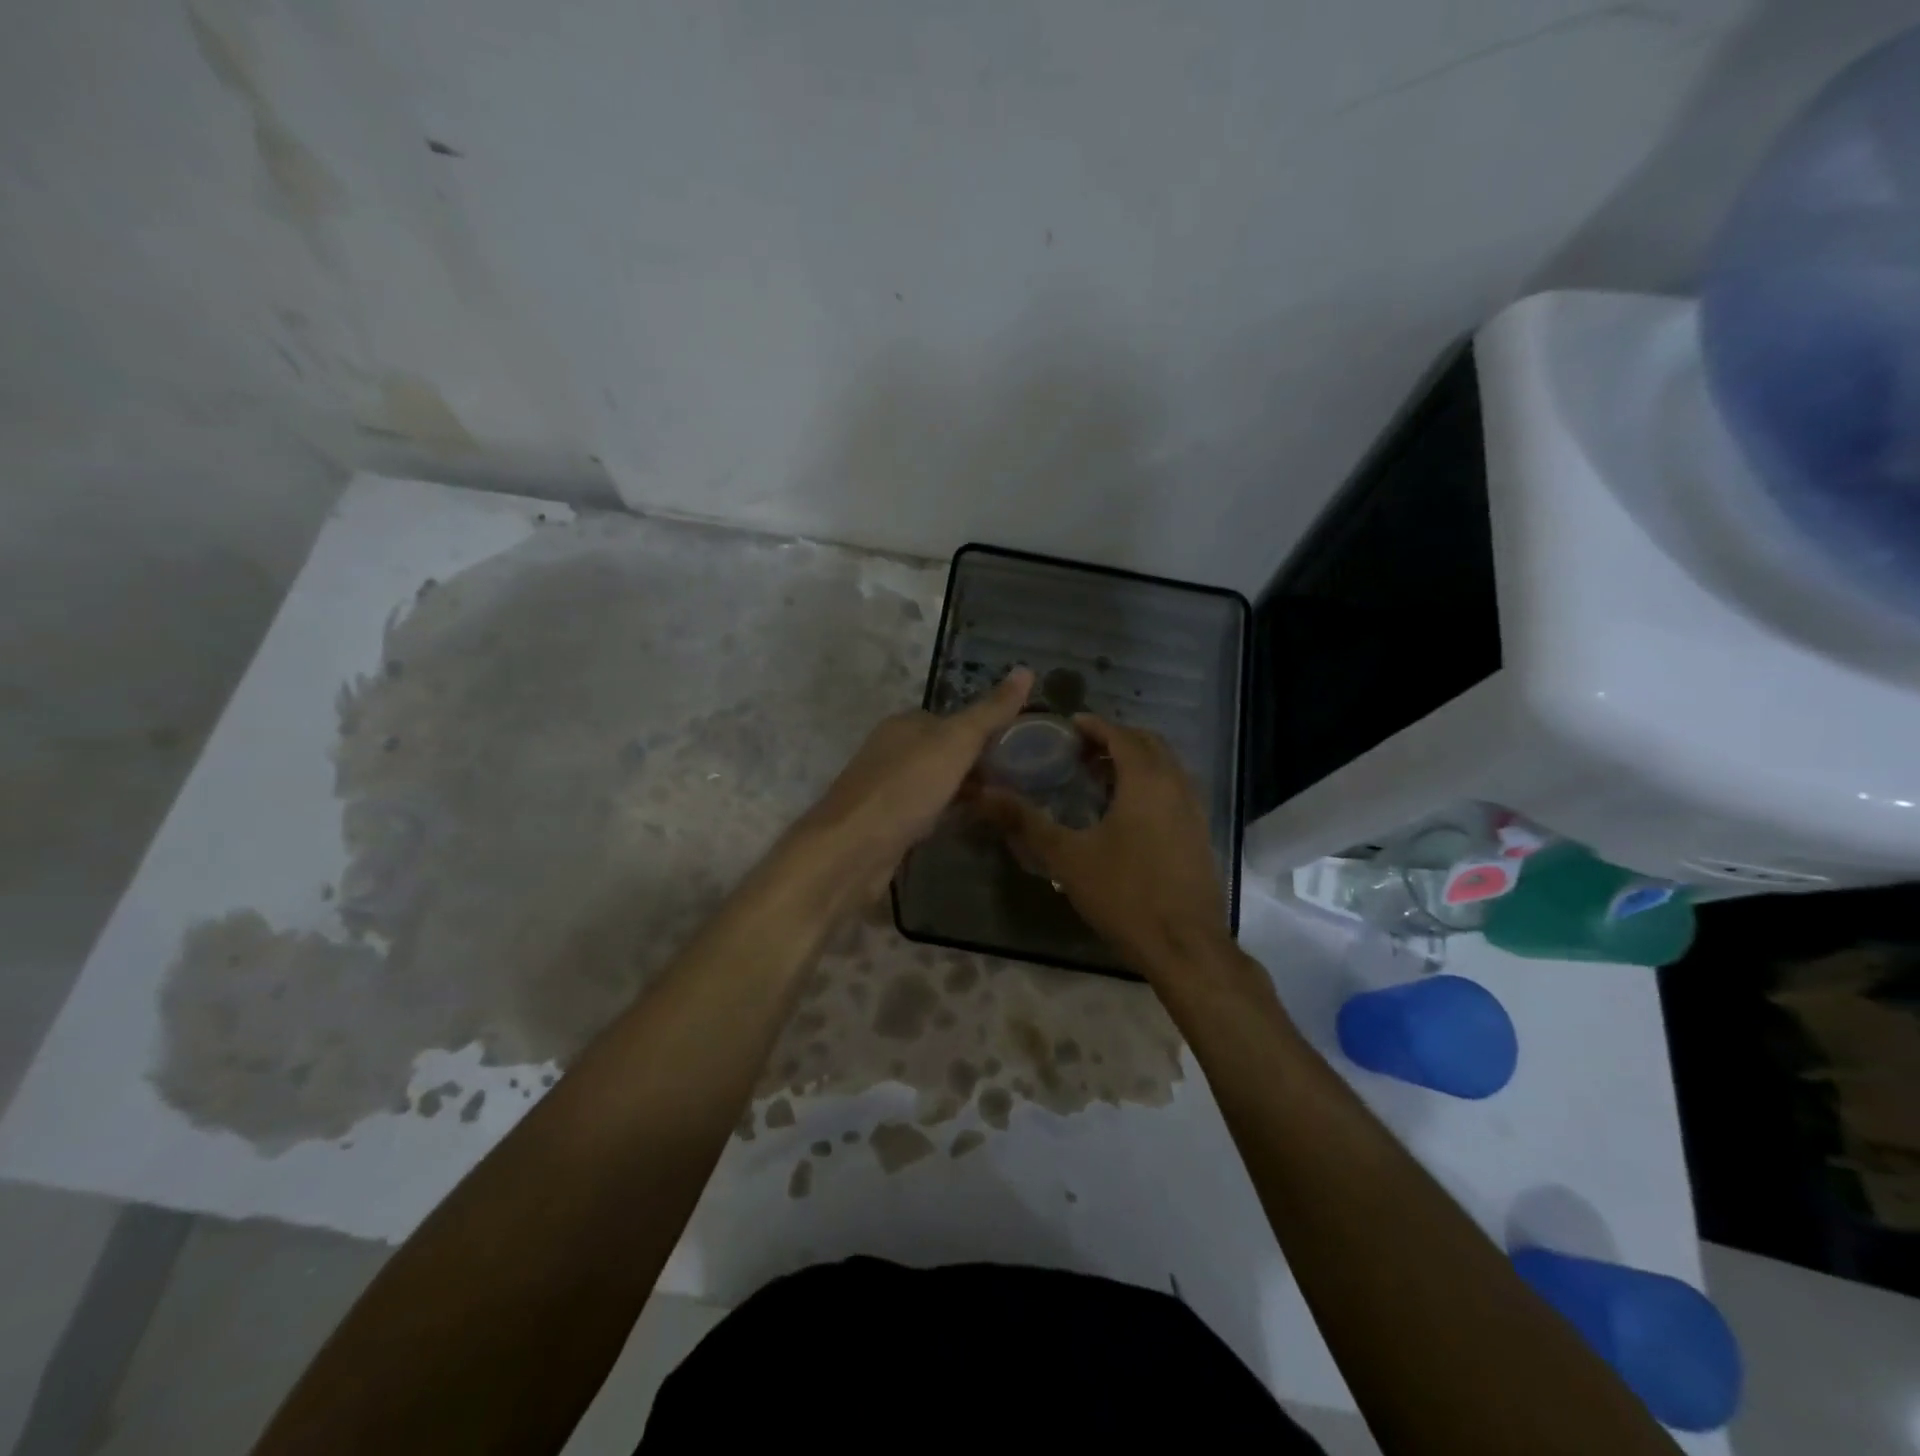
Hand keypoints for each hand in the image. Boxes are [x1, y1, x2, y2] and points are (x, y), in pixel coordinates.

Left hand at [801, 668, 1034, 890]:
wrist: (853, 848)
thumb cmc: (907, 787)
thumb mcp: (956, 742)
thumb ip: (991, 711)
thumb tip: (1026, 670)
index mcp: (905, 724)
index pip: (952, 719)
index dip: (985, 731)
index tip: (1018, 749)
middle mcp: (891, 750)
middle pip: (943, 752)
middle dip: (975, 764)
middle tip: (1017, 781)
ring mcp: (885, 788)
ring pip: (934, 783)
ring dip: (962, 791)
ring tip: (1000, 805)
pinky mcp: (884, 823)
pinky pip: (924, 812)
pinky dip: (945, 815)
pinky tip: (965, 826)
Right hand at [981, 716, 1231, 978]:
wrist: (1184, 945)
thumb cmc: (1125, 894)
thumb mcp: (1067, 858)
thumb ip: (1026, 822)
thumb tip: (985, 794)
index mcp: (1146, 780)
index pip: (1121, 735)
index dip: (1094, 726)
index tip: (1068, 726)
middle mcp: (1176, 785)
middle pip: (1148, 744)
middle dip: (1115, 740)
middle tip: (1080, 751)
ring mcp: (1194, 810)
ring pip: (1165, 767)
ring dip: (1134, 762)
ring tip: (1098, 778)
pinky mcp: (1199, 834)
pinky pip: (1174, 791)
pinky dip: (1150, 784)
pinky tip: (1125, 813)